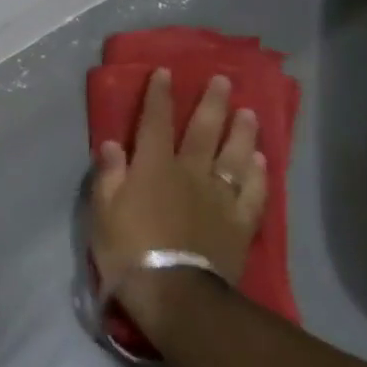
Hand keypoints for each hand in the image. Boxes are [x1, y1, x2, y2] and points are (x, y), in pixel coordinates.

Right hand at [90, 69, 266, 342]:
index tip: (165, 71)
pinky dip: (260, 174)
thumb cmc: (128, 251)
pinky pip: (254, 192)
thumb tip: (112, 143)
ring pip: (235, 156)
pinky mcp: (240, 223)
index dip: (159, 95)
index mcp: (153, 166)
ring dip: (242, 132)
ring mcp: (220, 197)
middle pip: (203, 131)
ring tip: (248, 112)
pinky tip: (263, 160)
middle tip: (222, 80)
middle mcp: (190, 172)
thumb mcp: (102, 212)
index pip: (155, 121)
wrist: (174, 294)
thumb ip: (109, 175)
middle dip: (211, 103)